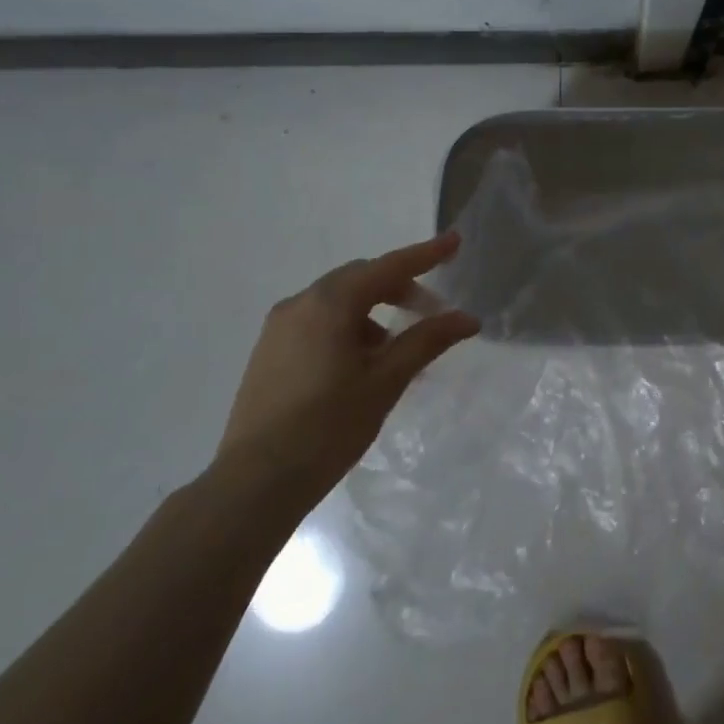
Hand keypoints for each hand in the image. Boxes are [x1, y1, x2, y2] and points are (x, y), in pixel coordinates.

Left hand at [215, 231, 479, 506]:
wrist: (255, 483)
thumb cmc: (328, 427)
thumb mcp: (386, 382)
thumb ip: (427, 341)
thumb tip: (468, 318)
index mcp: (329, 303)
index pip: (388, 267)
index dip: (425, 254)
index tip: (455, 241)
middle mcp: (300, 304)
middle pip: (361, 279)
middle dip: (400, 287)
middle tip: (431, 312)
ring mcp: (279, 327)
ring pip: (338, 301)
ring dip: (373, 310)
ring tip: (396, 348)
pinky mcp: (269, 351)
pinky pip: (318, 322)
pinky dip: (348, 327)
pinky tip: (361, 363)